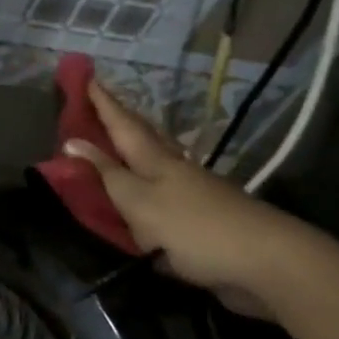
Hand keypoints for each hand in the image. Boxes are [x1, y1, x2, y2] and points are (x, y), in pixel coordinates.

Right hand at [64, 81, 312, 319]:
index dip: (102, 103)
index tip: (86, 77)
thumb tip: (72, 141)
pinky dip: (148, 179)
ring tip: (116, 141)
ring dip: (134, 147)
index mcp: (154, 159)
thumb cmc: (193, 228)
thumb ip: (107, 174)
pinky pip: (165, 187)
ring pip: (156, 158)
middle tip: (98, 105)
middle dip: (119, 119)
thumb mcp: (138, 201)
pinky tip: (146, 189)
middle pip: (142, 135)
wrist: (266, 260)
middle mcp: (173, 167)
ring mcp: (193, 189)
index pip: (121, 123)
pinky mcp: (204, 214)